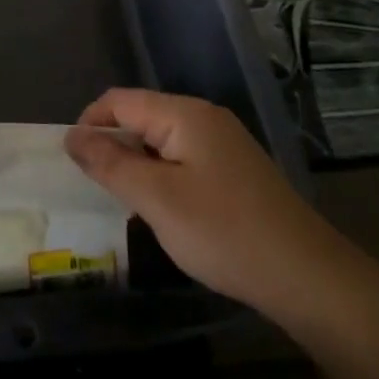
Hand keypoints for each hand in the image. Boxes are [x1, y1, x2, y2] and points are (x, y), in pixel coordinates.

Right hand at [65, 88, 344, 316]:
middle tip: (95, 188)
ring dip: (136, 165)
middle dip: (112, 146)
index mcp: (184, 114)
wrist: (308, 277)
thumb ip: (110, 164)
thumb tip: (72, 136)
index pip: (119, 101)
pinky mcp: (234, 171)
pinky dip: (161, 177)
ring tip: (123, 202)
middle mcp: (204, 118)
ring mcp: (223, 144)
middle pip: (140, 117)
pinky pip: (182, 160)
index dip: (89, 124)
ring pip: (160, 141)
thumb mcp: (156, 199)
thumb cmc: (225, 232)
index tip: (71, 162)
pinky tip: (162, 212)